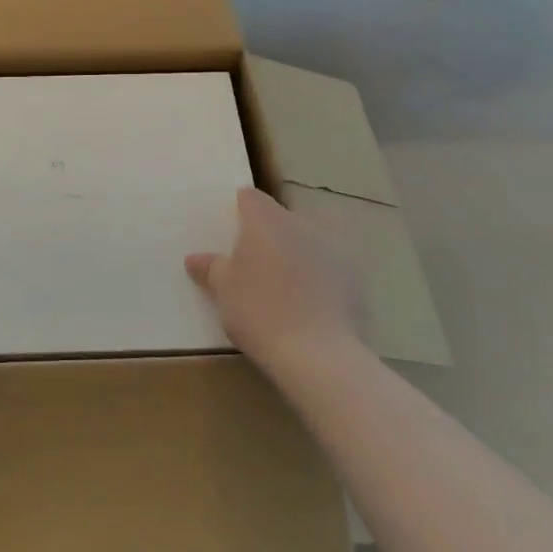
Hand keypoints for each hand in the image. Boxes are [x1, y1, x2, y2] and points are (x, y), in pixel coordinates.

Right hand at [185, 187, 363, 366]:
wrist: (319, 354)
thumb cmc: (259, 311)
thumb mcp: (224, 291)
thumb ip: (210, 268)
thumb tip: (195, 257)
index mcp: (266, 220)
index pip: (250, 198)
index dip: (240, 210)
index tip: (232, 231)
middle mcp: (302, 223)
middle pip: (283, 217)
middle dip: (271, 232)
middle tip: (257, 262)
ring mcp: (335, 247)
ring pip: (312, 239)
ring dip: (300, 252)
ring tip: (288, 283)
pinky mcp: (358, 276)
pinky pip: (333, 266)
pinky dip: (322, 276)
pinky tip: (313, 303)